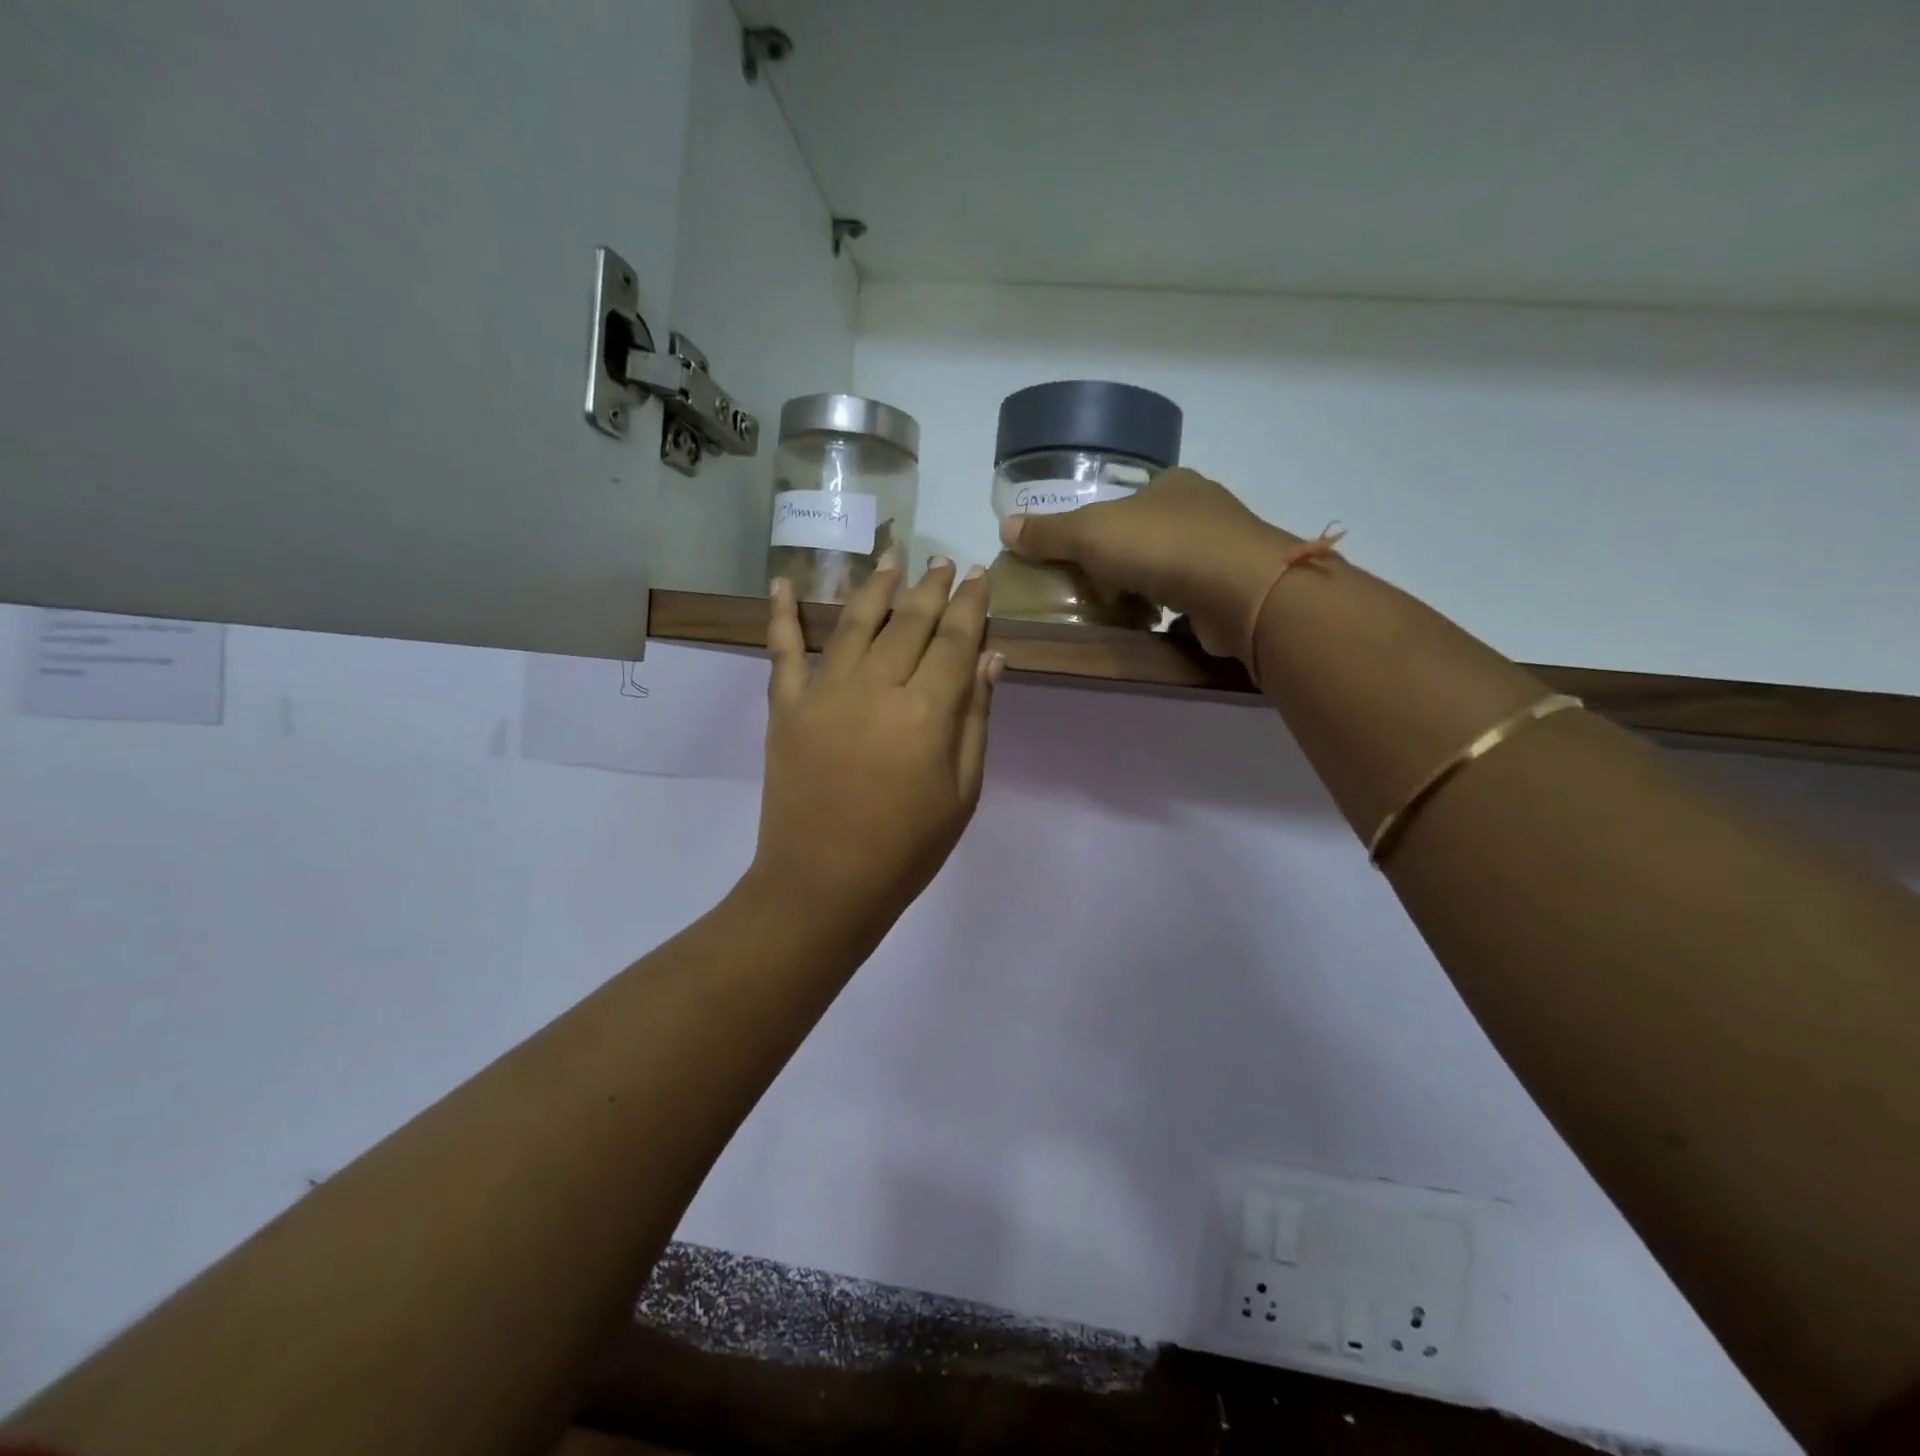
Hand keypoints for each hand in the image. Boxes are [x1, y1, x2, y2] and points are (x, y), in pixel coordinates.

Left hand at [750, 558, 1002, 937]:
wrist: (824, 884)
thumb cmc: (907, 849)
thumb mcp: (962, 792)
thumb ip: (975, 719)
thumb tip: (990, 657)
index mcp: (925, 712)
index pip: (954, 641)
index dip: (969, 605)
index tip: (977, 575)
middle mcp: (874, 688)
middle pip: (908, 622)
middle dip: (929, 587)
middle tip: (941, 560)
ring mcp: (823, 694)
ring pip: (853, 622)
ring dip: (875, 586)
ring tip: (891, 557)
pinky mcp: (786, 708)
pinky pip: (782, 651)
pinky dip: (780, 614)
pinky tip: (781, 582)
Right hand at [998, 468, 1303, 660]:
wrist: (1242, 591)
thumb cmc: (1162, 547)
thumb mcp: (1091, 533)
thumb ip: (1050, 532)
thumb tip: (1006, 527)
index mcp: (1172, 485)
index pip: (1130, 498)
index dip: (1102, 523)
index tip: (1082, 553)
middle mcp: (1205, 510)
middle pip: (1152, 532)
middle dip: (1126, 559)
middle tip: (1094, 586)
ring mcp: (1226, 551)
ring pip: (1176, 566)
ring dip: (1151, 586)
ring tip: (1120, 610)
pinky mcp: (1237, 591)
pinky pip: (1195, 599)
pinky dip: (1175, 612)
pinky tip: (1155, 628)